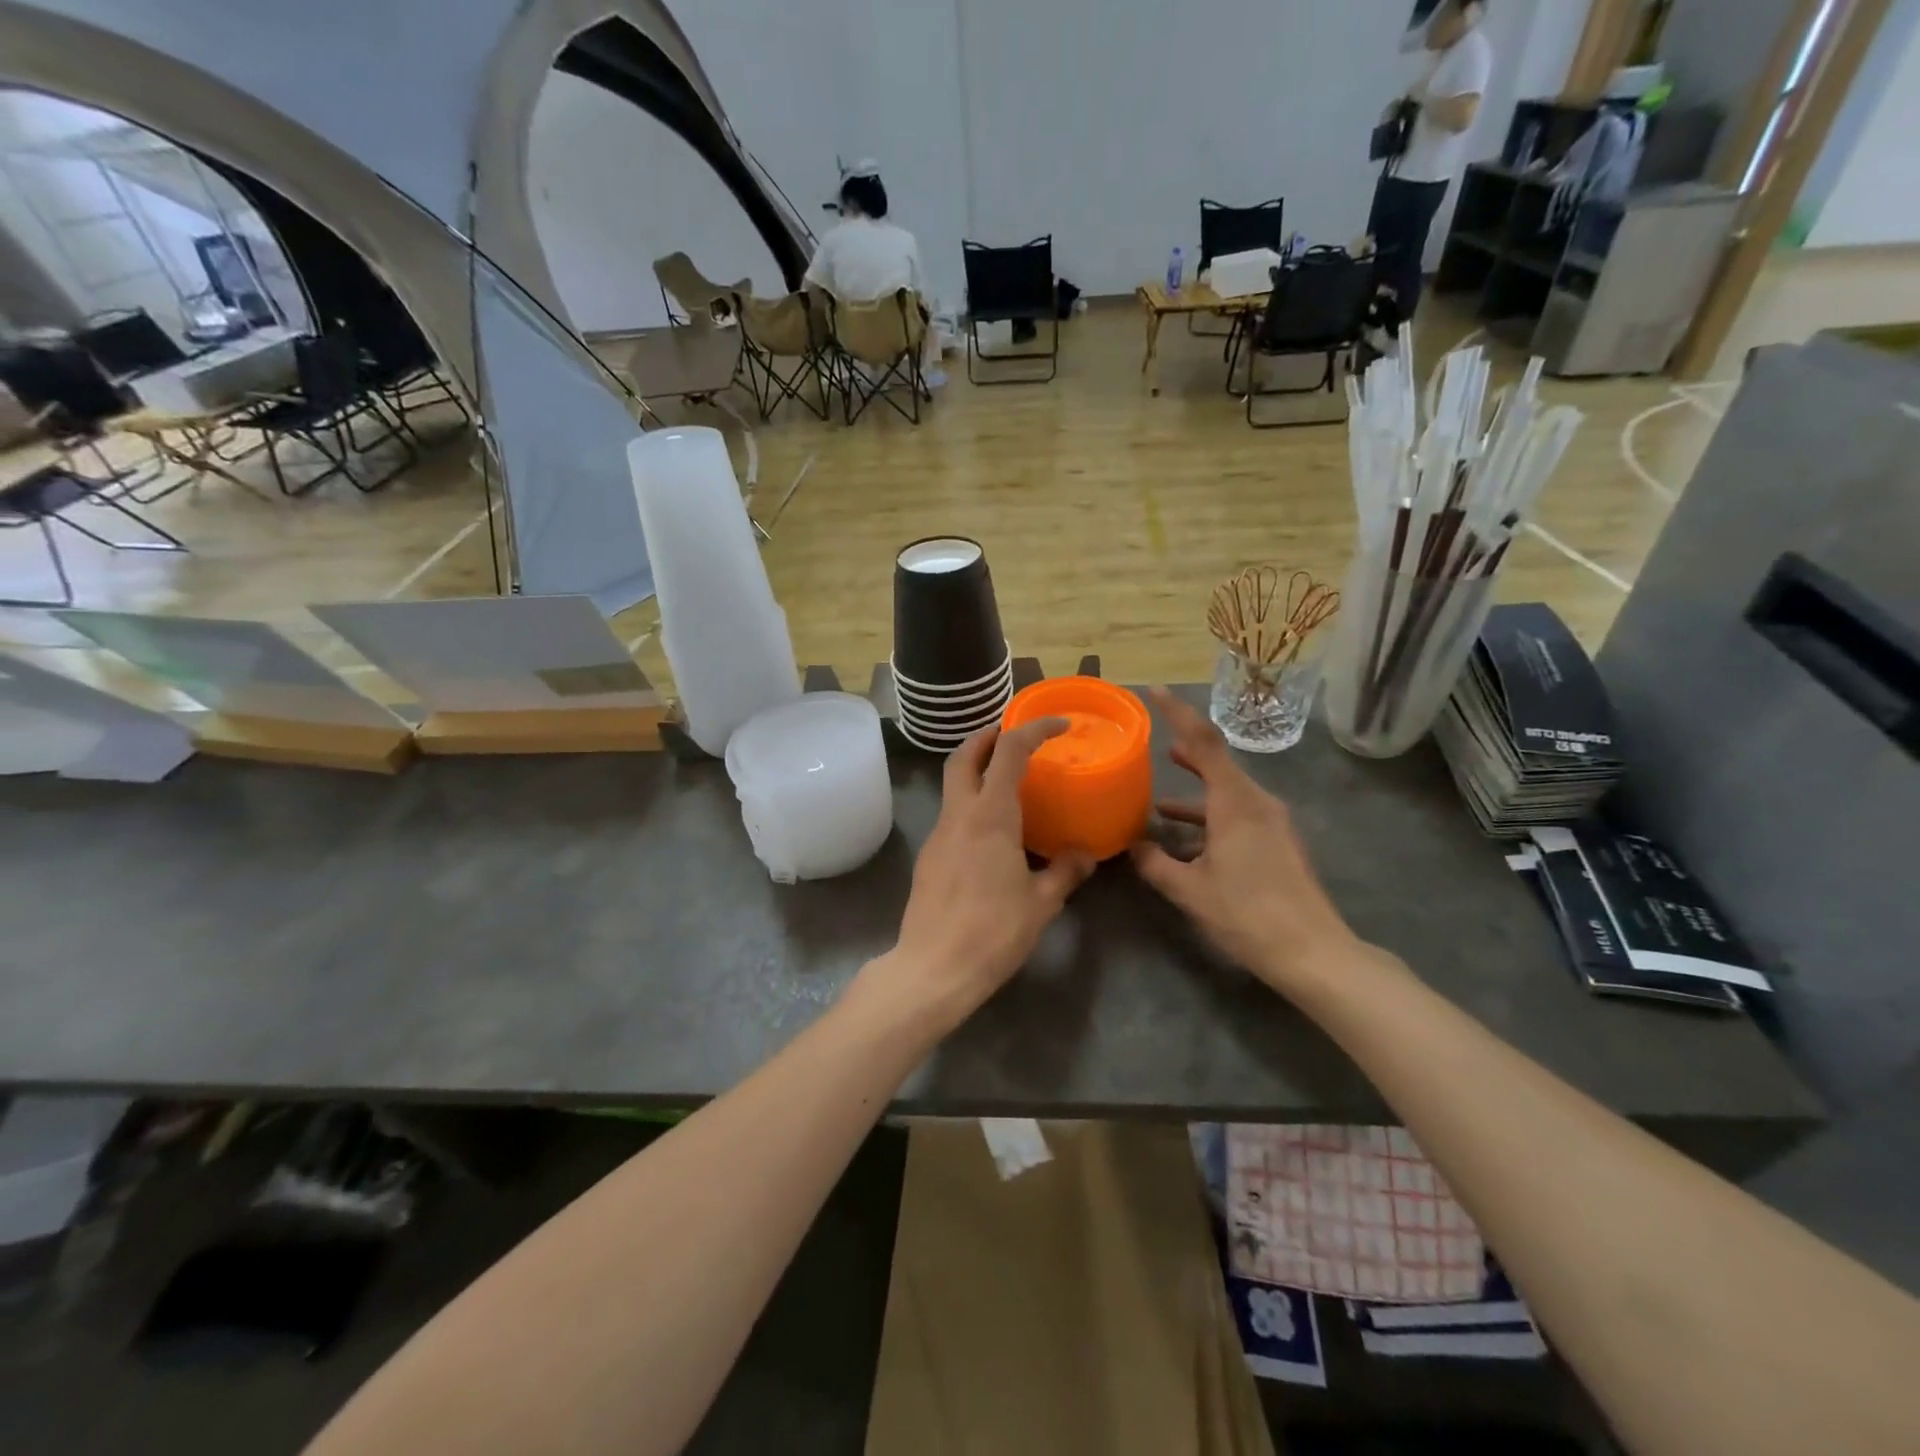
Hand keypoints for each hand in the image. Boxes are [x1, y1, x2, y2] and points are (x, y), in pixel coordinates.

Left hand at [870, 719, 1094, 1033]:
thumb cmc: (994, 931)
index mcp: (990, 815)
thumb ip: (1064, 872)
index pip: (1009, 752)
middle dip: (987, 736)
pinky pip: (951, 815)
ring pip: (952, 785)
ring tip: (1007, 780)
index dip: (1033, 729)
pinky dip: (970, 803)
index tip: (1058, 725)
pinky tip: (991, 831)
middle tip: (1013, 734)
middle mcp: (959, 815)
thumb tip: (1085, 856)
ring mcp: (938, 834)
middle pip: (964, 756)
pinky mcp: (929, 857)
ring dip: (976, 769)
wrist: (934, 968)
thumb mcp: (1042, 902)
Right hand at [1130, 688, 1368, 998]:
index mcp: (1235, 802)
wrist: (1312, 952)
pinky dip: (1210, 818)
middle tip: (1155, 744)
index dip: (1178, 713)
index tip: (1155, 692)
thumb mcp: (1190, 890)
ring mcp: (1272, 822)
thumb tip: (1133, 846)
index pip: (1204, 742)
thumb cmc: (1247, 912)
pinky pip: (1238, 815)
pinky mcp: (1278, 842)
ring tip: (1159, 798)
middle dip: (1186, 753)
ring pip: (1226, 793)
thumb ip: (1155, 863)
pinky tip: (1187, 842)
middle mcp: (1257, 802)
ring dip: (1195, 793)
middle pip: (1218, 763)